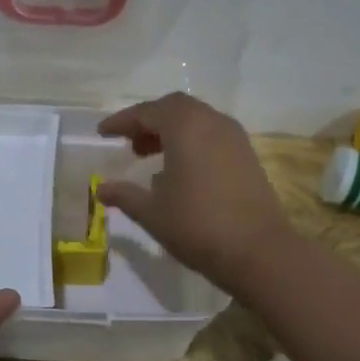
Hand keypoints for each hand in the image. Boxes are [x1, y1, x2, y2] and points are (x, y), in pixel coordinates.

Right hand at [96, 93, 294, 294]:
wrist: (258, 251)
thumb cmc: (197, 226)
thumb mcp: (151, 212)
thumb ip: (124, 195)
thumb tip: (101, 188)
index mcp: (186, 127)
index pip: (148, 112)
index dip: (123, 121)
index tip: (103, 133)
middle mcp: (212, 123)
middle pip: (175, 108)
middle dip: (148, 121)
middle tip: (128, 142)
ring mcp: (235, 139)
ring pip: (197, 120)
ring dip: (170, 131)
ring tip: (149, 156)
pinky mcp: (247, 156)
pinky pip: (212, 136)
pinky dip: (191, 142)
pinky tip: (179, 171)